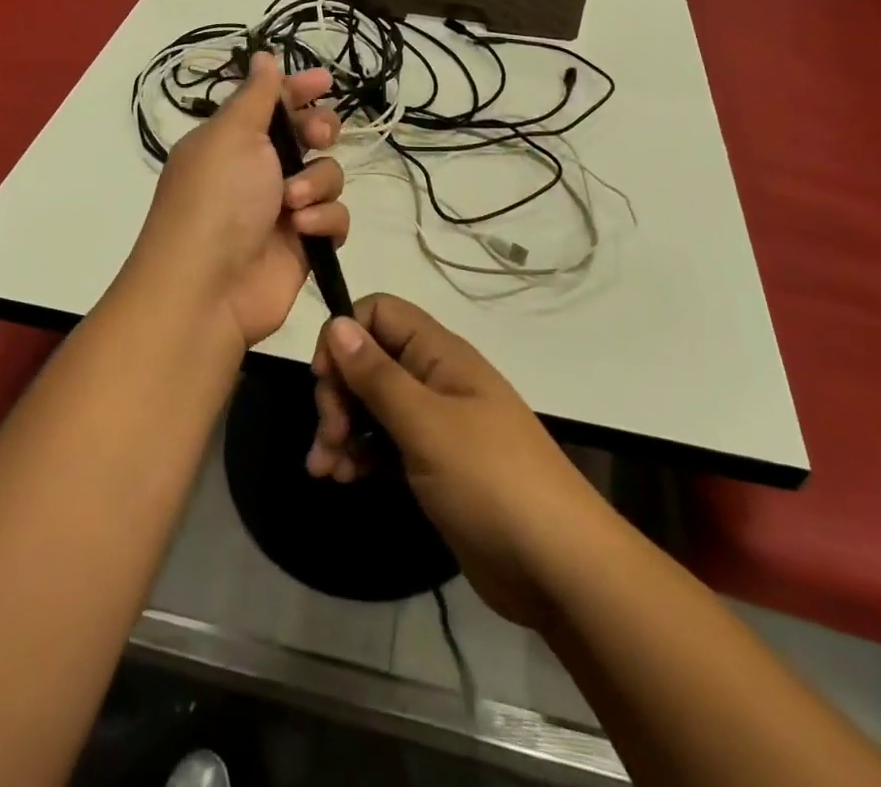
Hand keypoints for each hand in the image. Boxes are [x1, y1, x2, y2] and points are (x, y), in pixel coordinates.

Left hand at [129, 52, 345, 349]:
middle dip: (319, 131)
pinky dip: (323, 220)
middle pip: (309, 135)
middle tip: (316, 137)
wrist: (207, 290)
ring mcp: (282, 208)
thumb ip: (256, 95)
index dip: (298, 89)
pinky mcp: (304, 243)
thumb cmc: (216, 199)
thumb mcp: (231, 135)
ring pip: (328, 175)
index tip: (324, 81)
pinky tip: (303, 230)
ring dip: (316, 183)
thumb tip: (262, 55)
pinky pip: (334, 217)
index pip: (272, 103)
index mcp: (233, 140)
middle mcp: (258, 170)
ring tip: (292, 203)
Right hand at [307, 295, 606, 629]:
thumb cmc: (490, 480)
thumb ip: (377, 375)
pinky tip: (341, 479)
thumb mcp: (426, 424)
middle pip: (369, 362)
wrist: (557, 567)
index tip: (325, 378)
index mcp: (439, 354)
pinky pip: (383, 444)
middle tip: (328, 435)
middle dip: (338, 393)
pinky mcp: (432, 465)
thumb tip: (336, 322)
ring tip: (322, 470)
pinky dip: (358, 455)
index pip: (380, 313)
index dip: (345, 336)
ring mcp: (434, 424)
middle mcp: (434, 380)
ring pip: (371, 406)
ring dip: (340, 429)